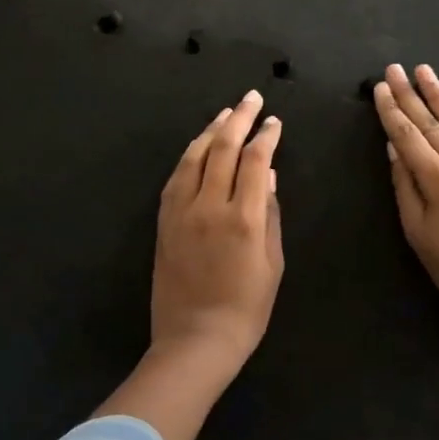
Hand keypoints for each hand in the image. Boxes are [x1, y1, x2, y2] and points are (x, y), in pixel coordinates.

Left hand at [150, 89, 284, 375]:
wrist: (194, 340)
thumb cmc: (246, 308)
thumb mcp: (272, 263)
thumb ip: (271, 215)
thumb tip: (269, 177)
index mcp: (244, 218)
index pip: (256, 161)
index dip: (266, 136)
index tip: (274, 121)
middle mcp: (210, 206)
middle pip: (223, 148)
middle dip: (239, 119)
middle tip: (251, 98)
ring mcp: (182, 212)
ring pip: (195, 157)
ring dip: (211, 130)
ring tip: (226, 113)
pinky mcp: (164, 222)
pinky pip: (176, 177)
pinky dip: (189, 155)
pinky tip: (198, 146)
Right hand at [373, 64, 438, 316]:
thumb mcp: (417, 231)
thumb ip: (404, 185)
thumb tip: (394, 147)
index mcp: (436, 178)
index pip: (406, 134)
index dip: (390, 110)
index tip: (379, 87)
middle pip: (430, 121)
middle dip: (409, 93)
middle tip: (394, 68)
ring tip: (424, 71)